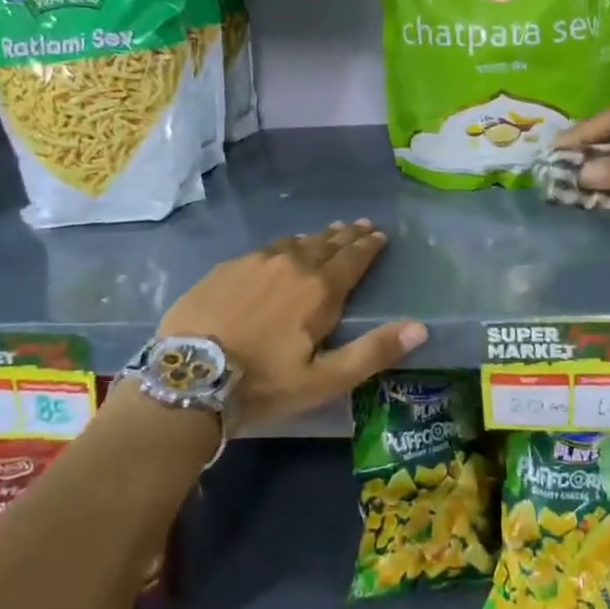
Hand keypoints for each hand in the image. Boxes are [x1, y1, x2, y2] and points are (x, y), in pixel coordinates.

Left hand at [156, 221, 426, 430]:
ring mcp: (255, 261)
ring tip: (327, 233)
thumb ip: (373, 351)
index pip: (353, 258)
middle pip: (326, 243)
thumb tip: (421, 327)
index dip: (369, 246)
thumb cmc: (263, 384)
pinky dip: (283, 246)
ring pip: (294, 242)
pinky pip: (265, 248)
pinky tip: (281, 250)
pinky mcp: (226, 268)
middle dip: (347, 235)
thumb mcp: (324, 379)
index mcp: (319, 289)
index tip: (380, 234)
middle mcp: (291, 264)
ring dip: (316, 237)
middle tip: (360, 225)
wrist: (188, 379)